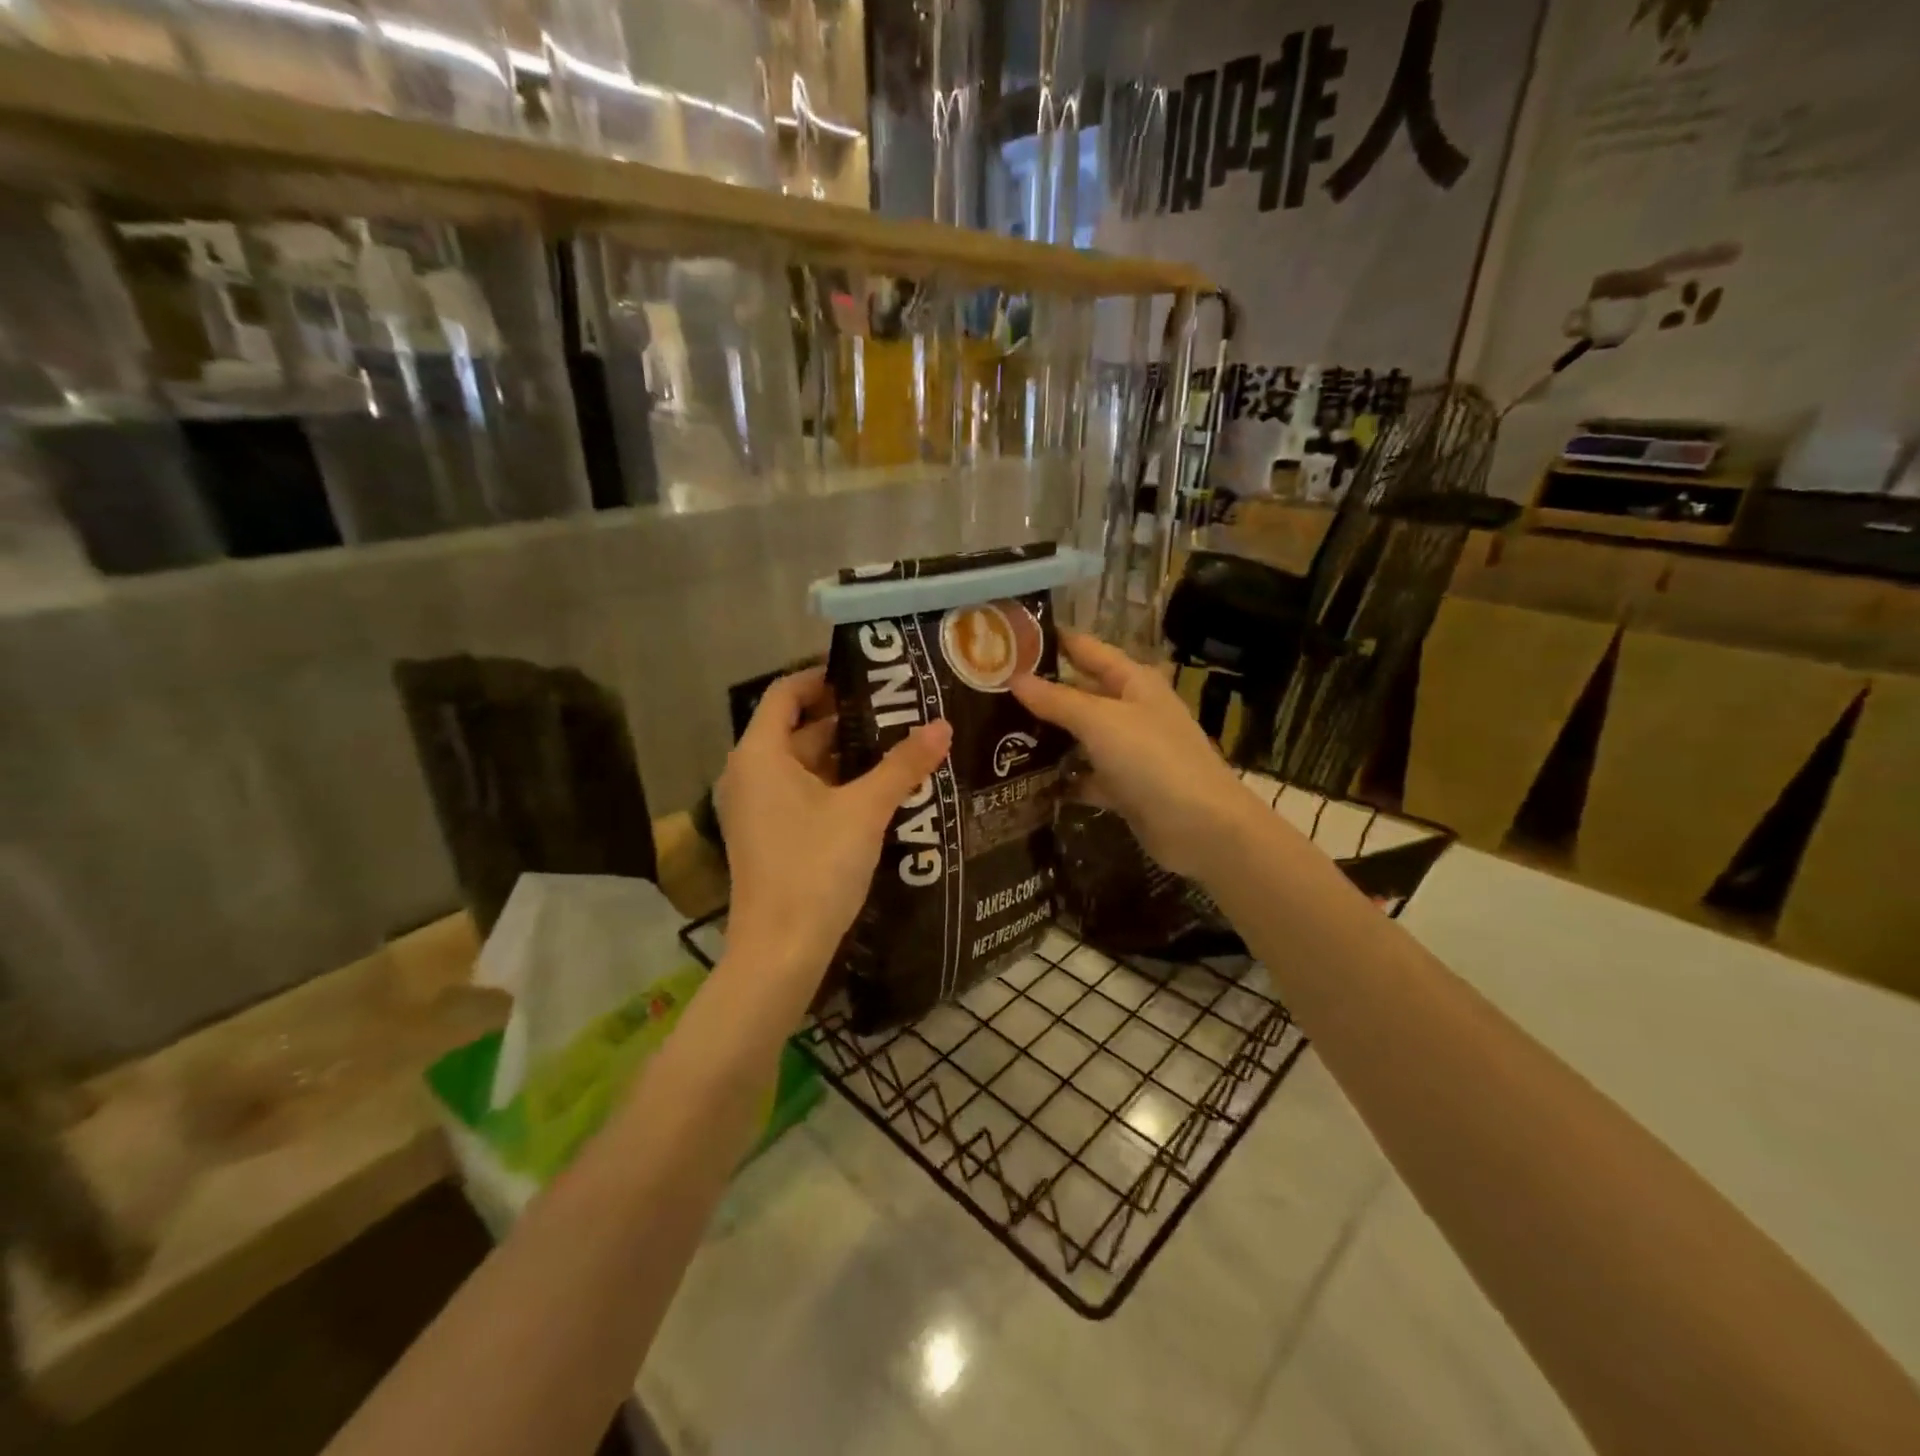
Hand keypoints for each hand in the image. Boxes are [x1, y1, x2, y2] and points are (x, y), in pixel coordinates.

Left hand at [715, 667, 951, 981]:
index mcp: (760, 754)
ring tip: (896, 745)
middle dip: (846, 718)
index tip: (868, 675)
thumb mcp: (864, 811)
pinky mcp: (766, 834)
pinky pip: (799, 792)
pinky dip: (833, 784)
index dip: (823, 677)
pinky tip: (876, 790)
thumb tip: (943, 726)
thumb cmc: (815, 867)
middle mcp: (749, 773)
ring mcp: (755, 807)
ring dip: (844, 755)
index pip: (786, 693)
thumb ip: (902, 766)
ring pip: (801, 764)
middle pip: (797, 728)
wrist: (780, 951)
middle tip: (898, 710)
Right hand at [1012, 633, 1255, 881]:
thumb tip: (1015, 678)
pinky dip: (1061, 780)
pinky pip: (1085, 777)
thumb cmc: (1153, 760)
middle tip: (989, 691)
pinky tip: (1025, 782)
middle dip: (1040, 693)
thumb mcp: (1101, 722)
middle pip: (1080, 694)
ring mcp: (1128, 752)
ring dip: (1047, 738)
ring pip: (1080, 737)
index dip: (1052, 641)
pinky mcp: (1124, 788)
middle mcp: (1131, 711)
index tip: (1008, 639)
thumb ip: (1057, 700)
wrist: (1201, 828)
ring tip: (996, 734)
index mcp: (1133, 682)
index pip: (1087, 649)